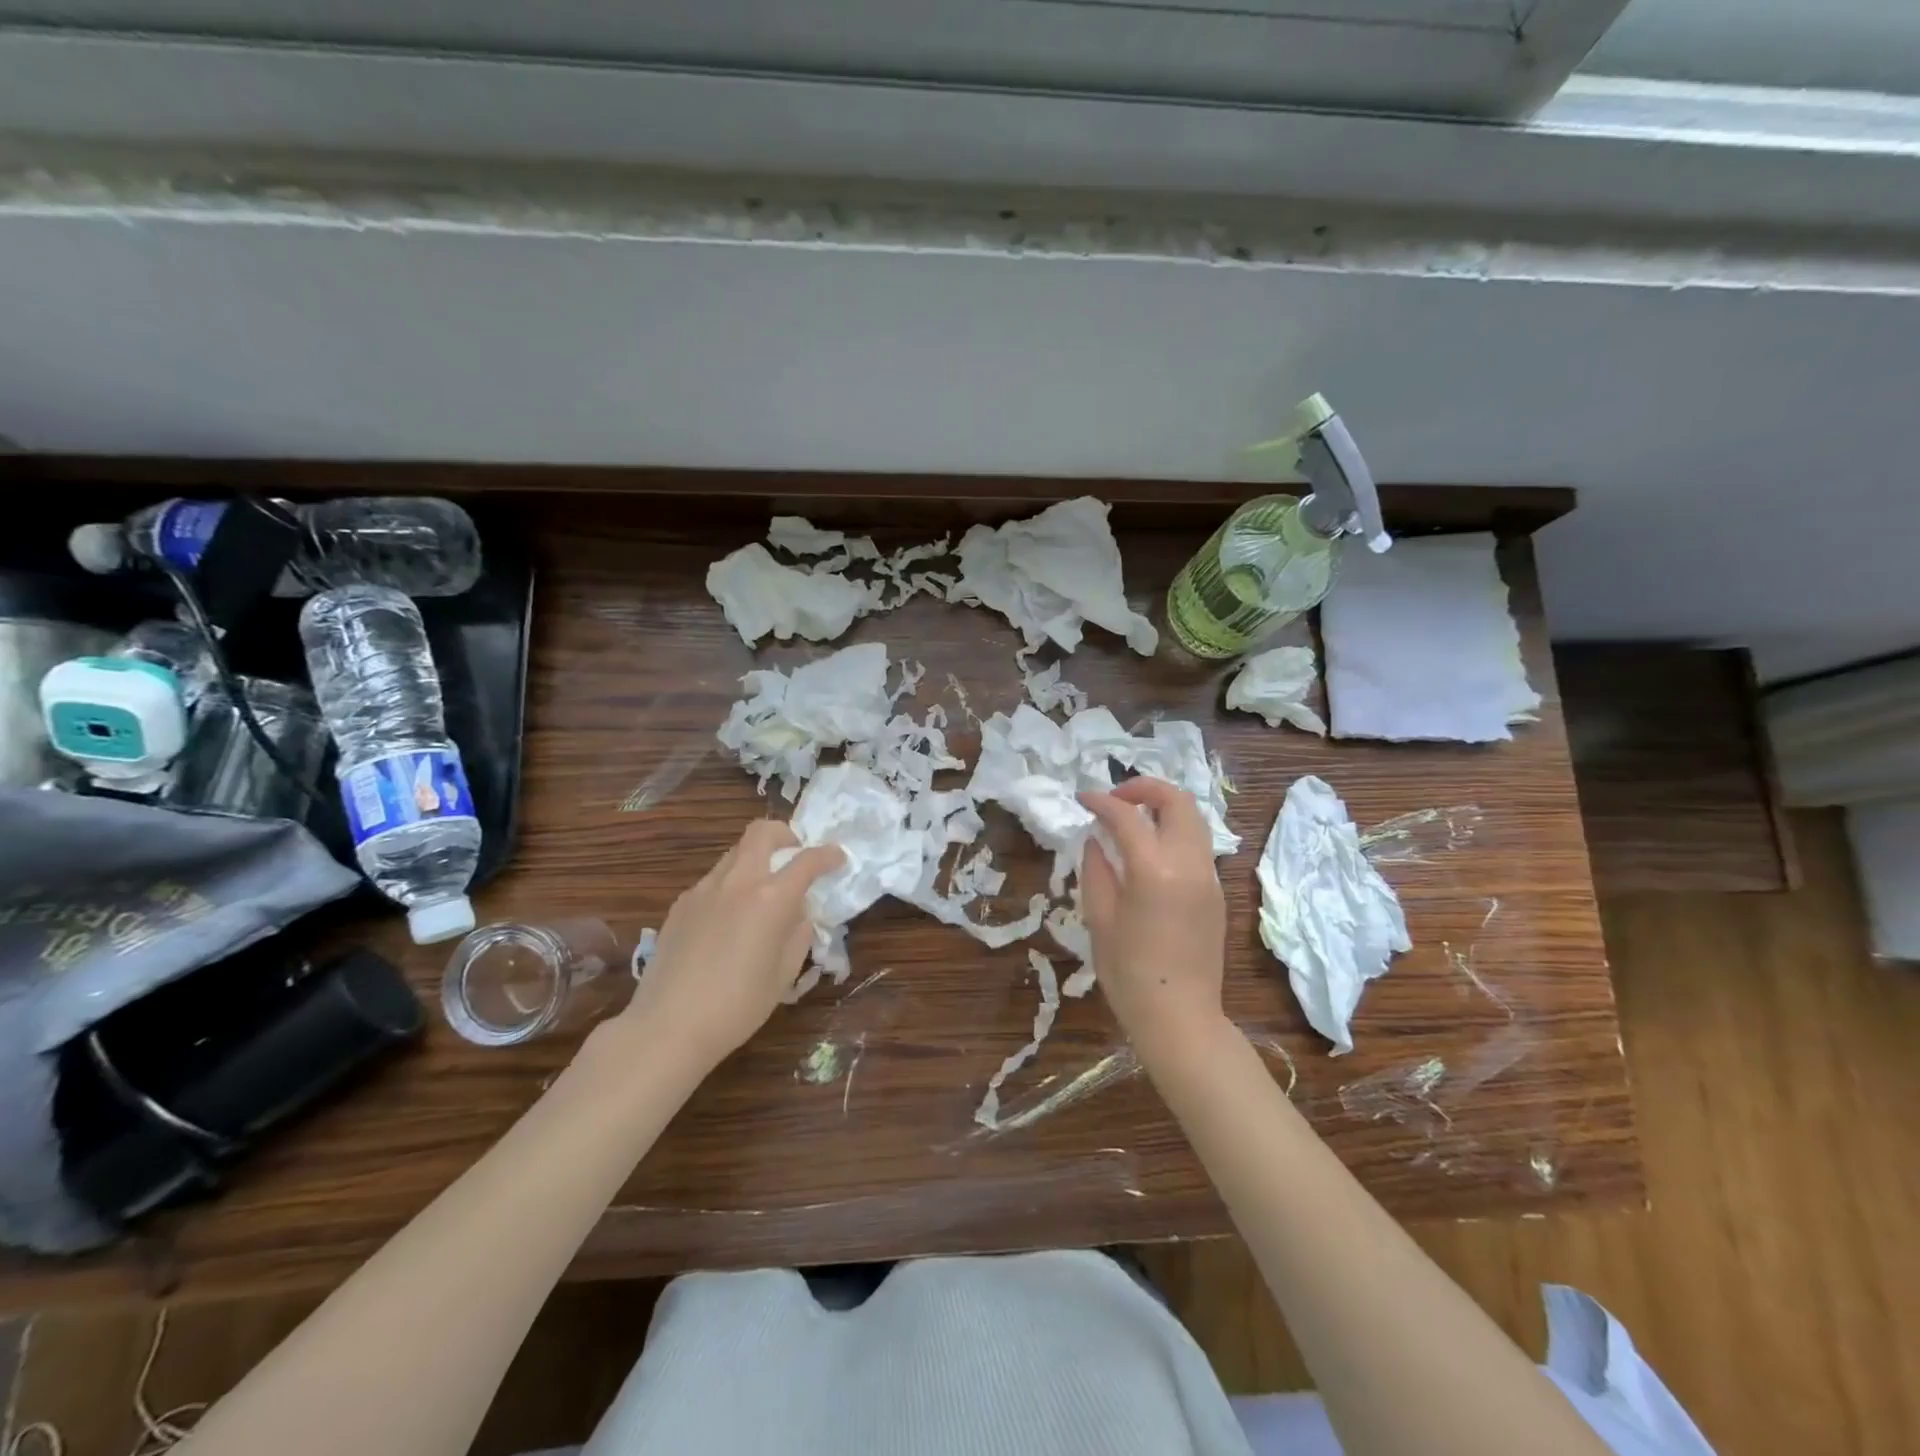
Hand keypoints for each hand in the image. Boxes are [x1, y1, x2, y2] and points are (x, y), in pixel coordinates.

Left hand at [619, 820, 843, 1072]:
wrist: (667, 1026)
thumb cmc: (737, 1006)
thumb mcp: (784, 973)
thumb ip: (798, 934)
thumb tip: (798, 915)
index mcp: (770, 898)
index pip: (807, 860)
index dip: (828, 855)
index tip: (838, 858)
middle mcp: (737, 882)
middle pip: (761, 832)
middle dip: (785, 835)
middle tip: (794, 855)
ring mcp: (704, 889)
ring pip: (735, 853)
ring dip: (756, 859)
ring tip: (762, 892)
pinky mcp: (681, 904)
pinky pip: (713, 880)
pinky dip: (731, 885)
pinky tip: (729, 920)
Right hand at [1079, 777, 1228, 1066]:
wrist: (1179, 1016)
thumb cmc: (1128, 973)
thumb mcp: (1099, 918)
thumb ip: (1097, 869)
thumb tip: (1098, 838)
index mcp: (1154, 870)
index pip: (1127, 816)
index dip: (1102, 801)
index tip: (1083, 799)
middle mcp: (1189, 864)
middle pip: (1177, 801)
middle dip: (1145, 788)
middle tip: (1115, 799)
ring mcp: (1209, 877)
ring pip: (1194, 818)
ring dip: (1163, 807)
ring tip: (1133, 819)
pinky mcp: (1217, 892)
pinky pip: (1197, 844)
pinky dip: (1174, 831)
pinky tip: (1150, 851)